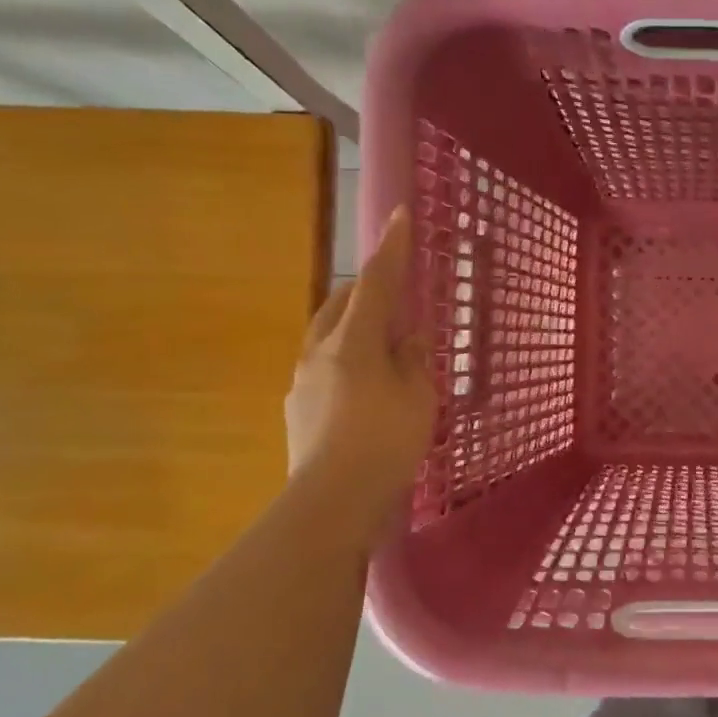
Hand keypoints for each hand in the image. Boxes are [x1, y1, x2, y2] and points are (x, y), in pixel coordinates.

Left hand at [285, 207, 437, 506]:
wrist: (333, 502)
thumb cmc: (385, 442)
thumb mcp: (418, 396)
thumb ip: (412, 359)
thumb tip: (406, 338)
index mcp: (353, 342)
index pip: (377, 283)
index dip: (392, 248)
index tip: (400, 214)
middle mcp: (321, 352)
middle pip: (342, 303)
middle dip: (369, 288)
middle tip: (398, 292)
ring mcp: (304, 381)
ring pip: (329, 335)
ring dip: (356, 326)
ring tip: (385, 342)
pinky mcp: (300, 408)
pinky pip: (326, 366)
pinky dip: (349, 360)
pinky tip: (367, 386)